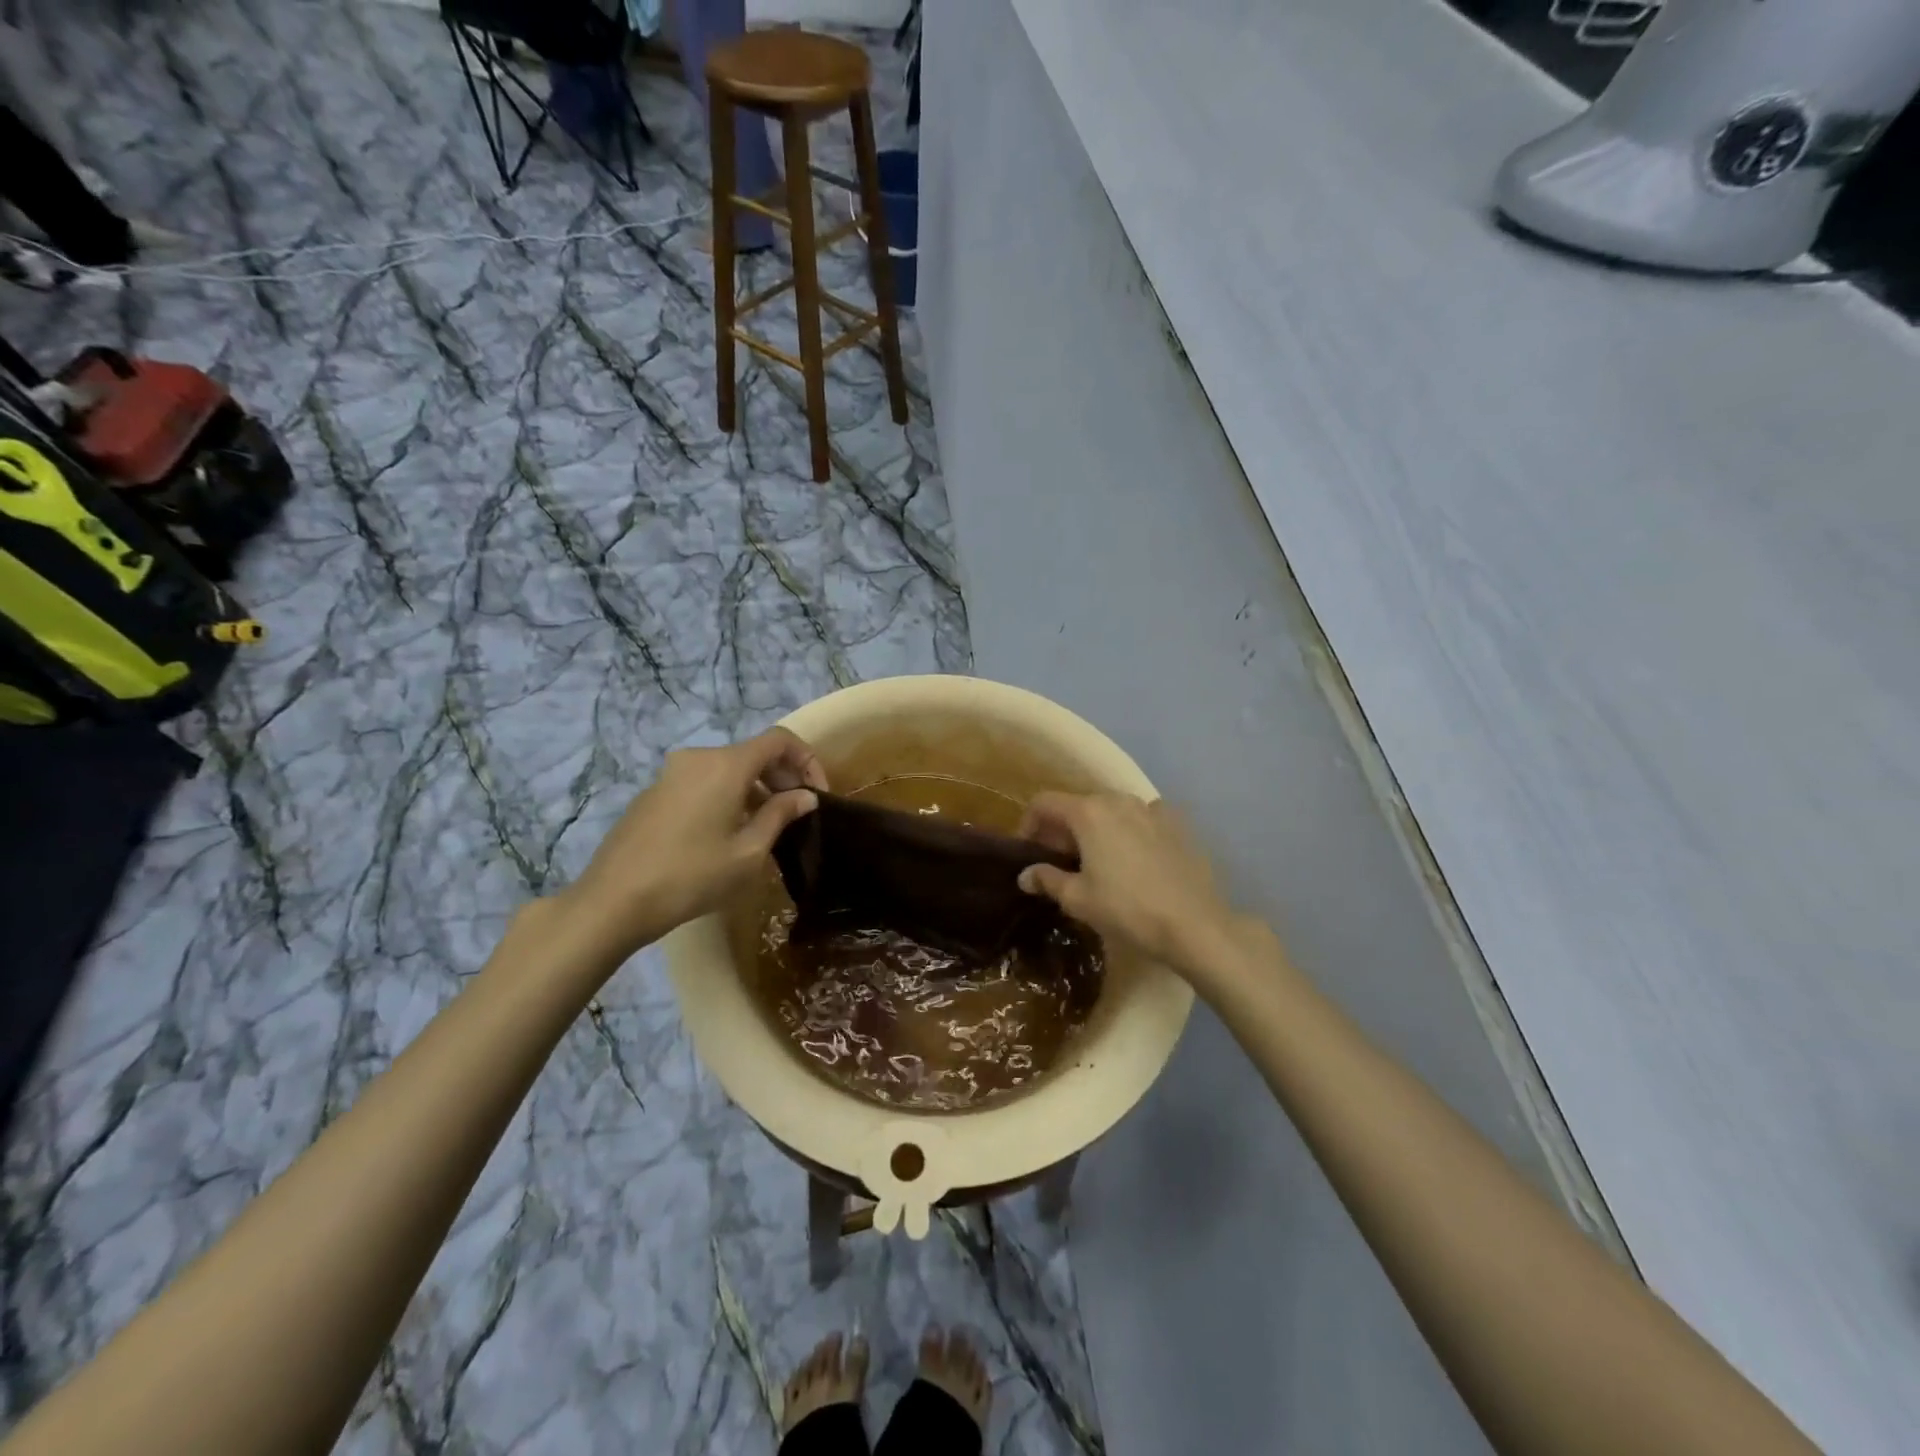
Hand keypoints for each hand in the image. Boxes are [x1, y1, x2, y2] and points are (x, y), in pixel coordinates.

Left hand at [562, 728, 827, 960]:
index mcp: (726, 765)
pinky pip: (704, 782)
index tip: (816, 794)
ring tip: (766, 827)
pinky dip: (727, 796)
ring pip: (728, 769)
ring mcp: (672, 773)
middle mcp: (699, 758)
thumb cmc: (691, 876)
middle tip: (797, 813)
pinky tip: (728, 833)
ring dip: (755, 789)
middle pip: (753, 753)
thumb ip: (780, 815)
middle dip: (782, 777)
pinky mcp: (655, 792)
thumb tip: (805, 796)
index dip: (807, 760)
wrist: (613, 901)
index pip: (779, 740)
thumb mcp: (749, 852)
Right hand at [1016, 792, 1242, 979]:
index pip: (1044, 803)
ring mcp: (1151, 808)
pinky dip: (1131, 831)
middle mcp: (1118, 800)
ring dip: (1096, 828)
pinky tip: (1136, 858)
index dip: (1028, 824)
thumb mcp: (1078, 899)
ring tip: (1098, 860)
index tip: (1029, 850)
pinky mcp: (1177, 823)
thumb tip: (1025, 874)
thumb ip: (1047, 879)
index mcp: (1088, 813)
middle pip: (1078, 804)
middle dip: (1063, 828)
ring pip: (1111, 810)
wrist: (1194, 924)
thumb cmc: (1127, 910)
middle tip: (1060, 861)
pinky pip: (1143, 818)